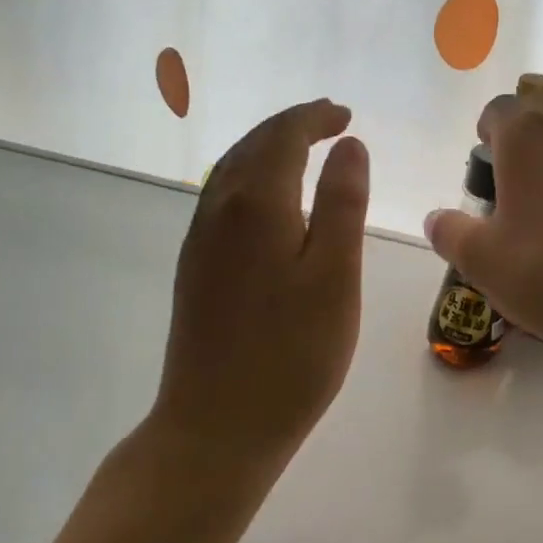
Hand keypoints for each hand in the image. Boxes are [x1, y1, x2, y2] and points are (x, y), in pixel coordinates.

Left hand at [148, 100, 368, 456]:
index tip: (346, 115)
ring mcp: (199, 241)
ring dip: (267, 148)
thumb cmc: (292, 353)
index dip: (314, 118)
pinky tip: (268, 201)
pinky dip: (251, 178)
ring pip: (231, 170)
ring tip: (303, 149)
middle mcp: (218, 210)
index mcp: (256, 204)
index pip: (282, 136)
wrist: (216, 427)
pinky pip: (222, 199)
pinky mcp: (194, 269)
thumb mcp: (334, 275)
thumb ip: (341, 203)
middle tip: (330, 122)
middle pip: (251, 145)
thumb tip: (348, 145)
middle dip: (291, 126)